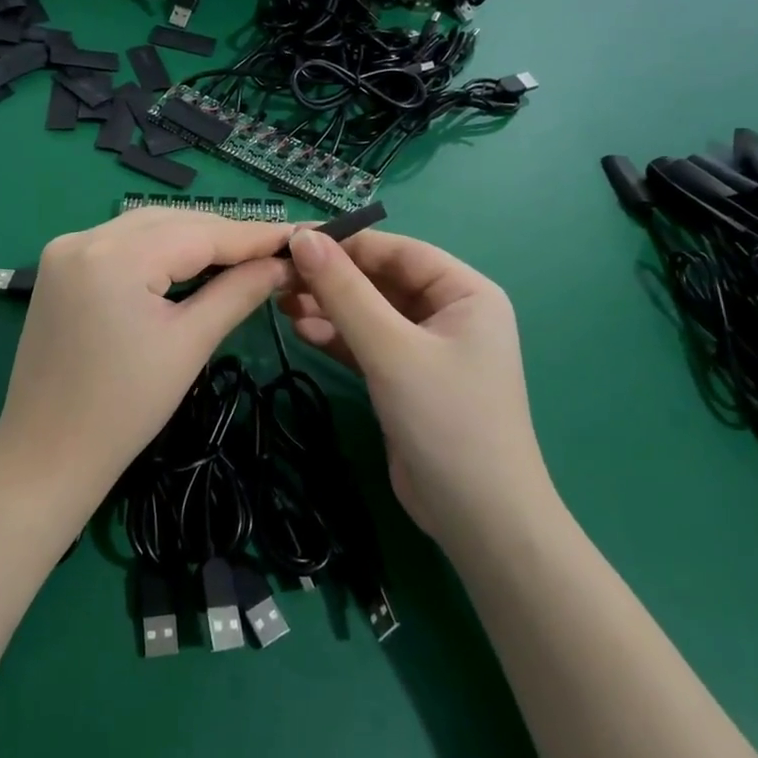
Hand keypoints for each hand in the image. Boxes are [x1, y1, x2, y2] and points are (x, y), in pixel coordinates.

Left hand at [0, 208, 292, 498]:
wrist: (46, 455)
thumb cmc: (125, 408)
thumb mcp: (189, 344)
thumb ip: (238, 292)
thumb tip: (283, 264)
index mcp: (114, 255)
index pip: (199, 232)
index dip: (252, 235)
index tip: (297, 236)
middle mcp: (84, 237)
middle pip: (172, 222)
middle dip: (223, 235)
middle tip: (273, 252)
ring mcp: (66, 249)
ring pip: (147, 227)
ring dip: (192, 239)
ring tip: (241, 257)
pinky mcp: (59, 266)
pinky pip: (122, 244)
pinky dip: (159, 250)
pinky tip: (189, 264)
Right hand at [279, 229, 551, 543]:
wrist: (478, 519)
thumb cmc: (446, 419)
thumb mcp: (391, 348)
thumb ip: (345, 291)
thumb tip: (302, 238)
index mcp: (465, 292)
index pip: (398, 251)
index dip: (346, 243)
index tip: (292, 241)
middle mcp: (450, 312)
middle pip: (381, 279)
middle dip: (332, 278)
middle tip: (279, 275)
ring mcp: (427, 348)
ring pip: (370, 311)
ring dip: (329, 306)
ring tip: (280, 302)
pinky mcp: (407, 378)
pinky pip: (367, 343)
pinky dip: (336, 336)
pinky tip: (300, 330)